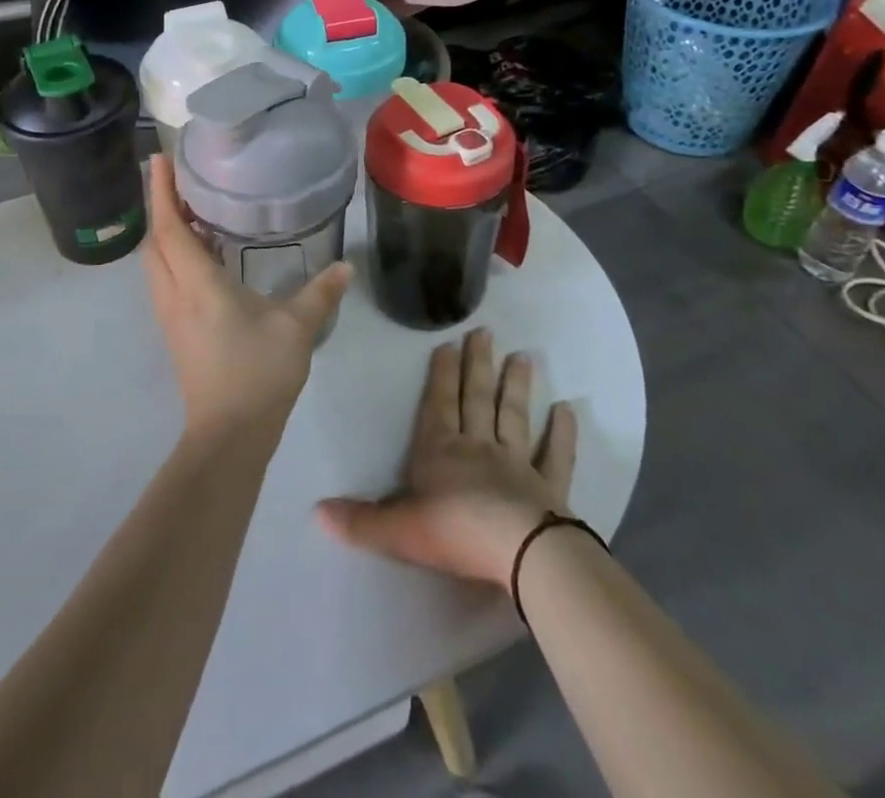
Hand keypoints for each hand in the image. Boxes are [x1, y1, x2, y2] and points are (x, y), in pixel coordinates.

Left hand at [142, 155, 351, 439]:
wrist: (228, 435)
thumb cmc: (257, 373)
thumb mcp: (296, 328)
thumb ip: (320, 293)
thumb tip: (345, 267)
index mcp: (196, 284)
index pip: (168, 227)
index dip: (160, 192)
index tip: (157, 159)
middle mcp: (174, 294)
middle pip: (153, 241)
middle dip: (159, 206)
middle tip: (178, 180)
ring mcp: (170, 316)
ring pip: (155, 262)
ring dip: (165, 232)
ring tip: (191, 211)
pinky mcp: (175, 332)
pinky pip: (165, 280)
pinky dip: (174, 256)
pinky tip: (202, 256)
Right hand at [318, 329, 577, 588]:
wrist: (518, 553)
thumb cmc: (453, 533)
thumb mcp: (397, 529)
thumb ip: (360, 520)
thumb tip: (316, 512)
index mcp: (440, 449)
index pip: (438, 403)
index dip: (441, 374)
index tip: (448, 343)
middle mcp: (478, 446)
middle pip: (477, 398)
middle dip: (478, 365)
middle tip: (486, 332)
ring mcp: (516, 463)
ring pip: (514, 416)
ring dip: (517, 386)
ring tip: (523, 356)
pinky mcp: (549, 488)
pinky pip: (556, 455)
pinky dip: (563, 432)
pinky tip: (568, 409)